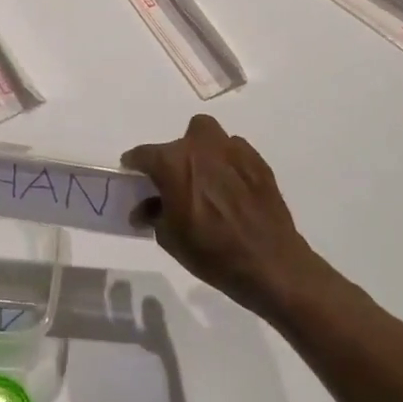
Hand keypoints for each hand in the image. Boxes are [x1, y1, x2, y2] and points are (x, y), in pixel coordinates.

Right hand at [123, 114, 337, 321]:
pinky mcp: (258, 162)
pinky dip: (227, 164)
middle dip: (173, 159)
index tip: (133, 173)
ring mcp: (233, 151)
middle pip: (178, 142)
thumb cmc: (210, 252)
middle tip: (176, 183)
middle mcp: (201, 147)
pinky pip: (234, 152)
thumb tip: (145, 209)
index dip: (135, 164)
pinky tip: (231, 190)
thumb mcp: (169, 237)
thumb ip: (153, 214)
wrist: (269, 263)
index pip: (143, 155)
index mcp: (173, 163)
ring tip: (206, 181)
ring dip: (202, 154)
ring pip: (209, 138)